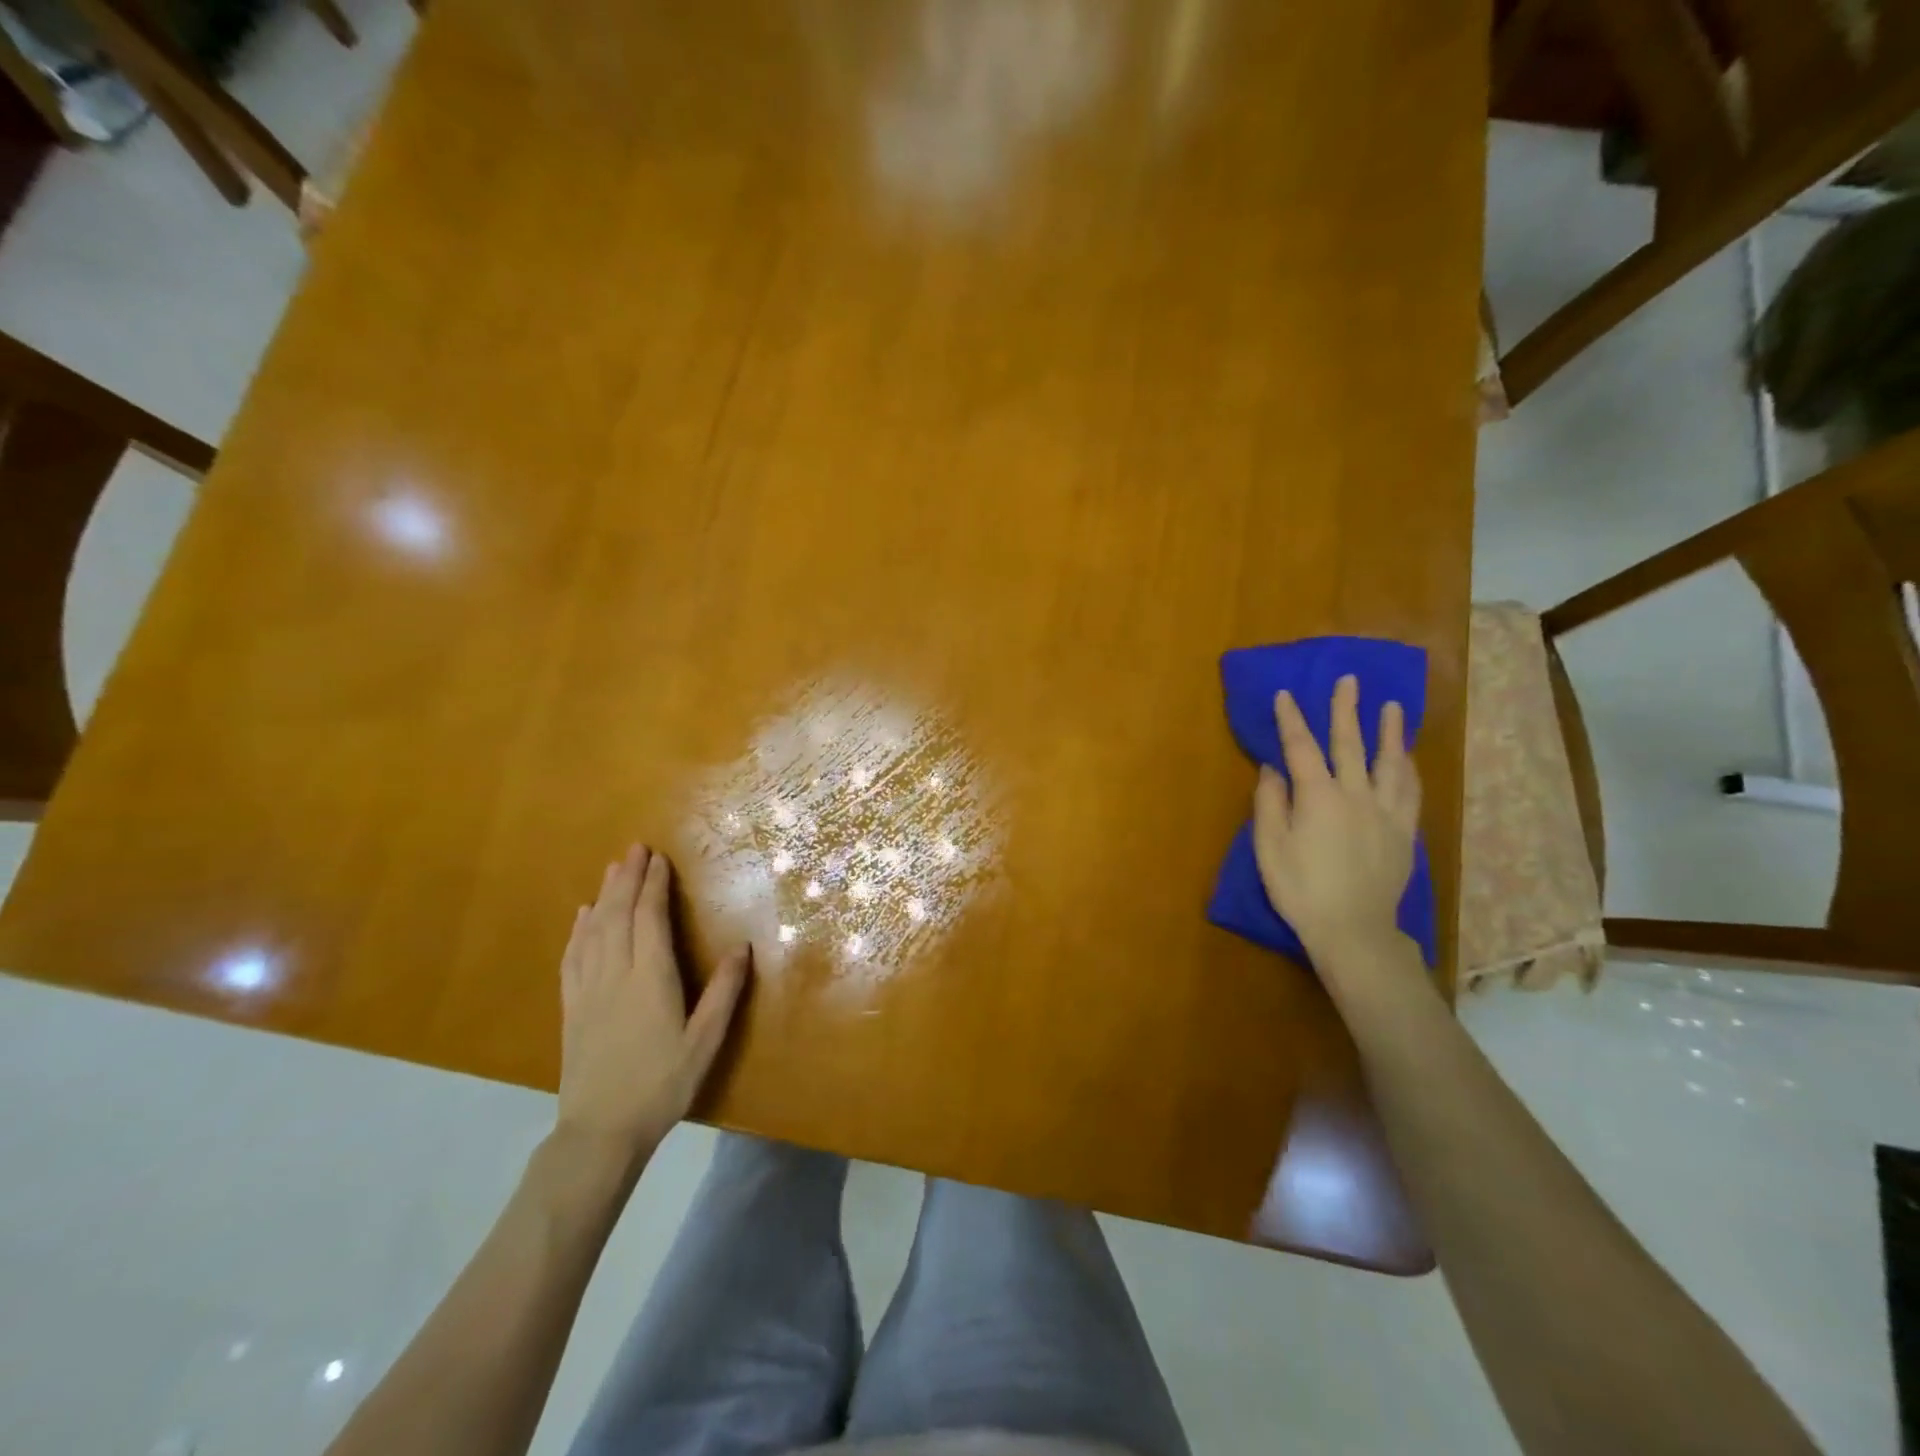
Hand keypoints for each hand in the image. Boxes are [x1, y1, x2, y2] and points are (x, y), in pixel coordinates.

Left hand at [556, 844, 749, 1163]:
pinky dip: (579, 929)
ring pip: (594, 930)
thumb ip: (724, 993)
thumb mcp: (704, 1043)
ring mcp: (588, 989)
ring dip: (604, 895)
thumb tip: (743, 948)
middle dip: (627, 879)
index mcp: (650, 979)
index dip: (654, 886)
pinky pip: (573, 956)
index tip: (659, 858)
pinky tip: (583, 915)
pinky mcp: (572, 1006)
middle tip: (635, 849)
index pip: (649, 919)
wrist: (600, 1131)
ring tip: (613, 869)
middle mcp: (615, 974)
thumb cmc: (661, 1085)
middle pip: (618, 915)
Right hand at [1252, 675, 1420, 971]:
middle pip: (1350, 744)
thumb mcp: (1269, 848)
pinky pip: (1410, 792)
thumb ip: (1270, 804)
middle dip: (1346, 710)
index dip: (1291, 719)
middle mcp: (1355, 795)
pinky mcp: (1404, 832)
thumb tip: (1272, 769)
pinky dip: (1408, 769)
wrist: (1353, 930)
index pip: (1301, 748)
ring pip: (1389, 763)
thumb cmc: (1301, 890)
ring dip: (1389, 732)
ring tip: (1392, 707)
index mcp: (1317, 797)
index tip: (1285, 694)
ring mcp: (1385, 812)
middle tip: (1349, 680)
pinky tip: (1407, 758)